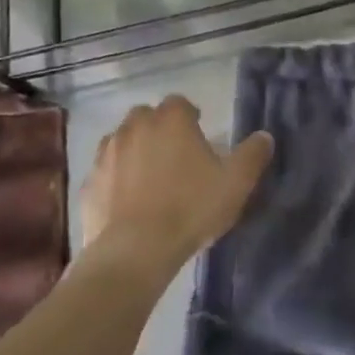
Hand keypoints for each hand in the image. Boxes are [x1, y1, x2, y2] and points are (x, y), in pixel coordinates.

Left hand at [79, 96, 273, 279]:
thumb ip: (253, 155)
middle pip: (146, 116)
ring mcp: (107, 154)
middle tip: (175, 154)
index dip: (190, 116)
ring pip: (121, 140)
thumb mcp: (236, 183)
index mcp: (171, 120)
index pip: (180, 103)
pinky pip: (104, 171)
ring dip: (134, 150)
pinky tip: (126, 200)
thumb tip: (265, 137)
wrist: (135, 251)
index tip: (199, 135)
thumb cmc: (191, 208)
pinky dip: (115, 178)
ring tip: (150, 176)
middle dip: (159, 128)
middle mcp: (135, 127)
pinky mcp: (89, 184)